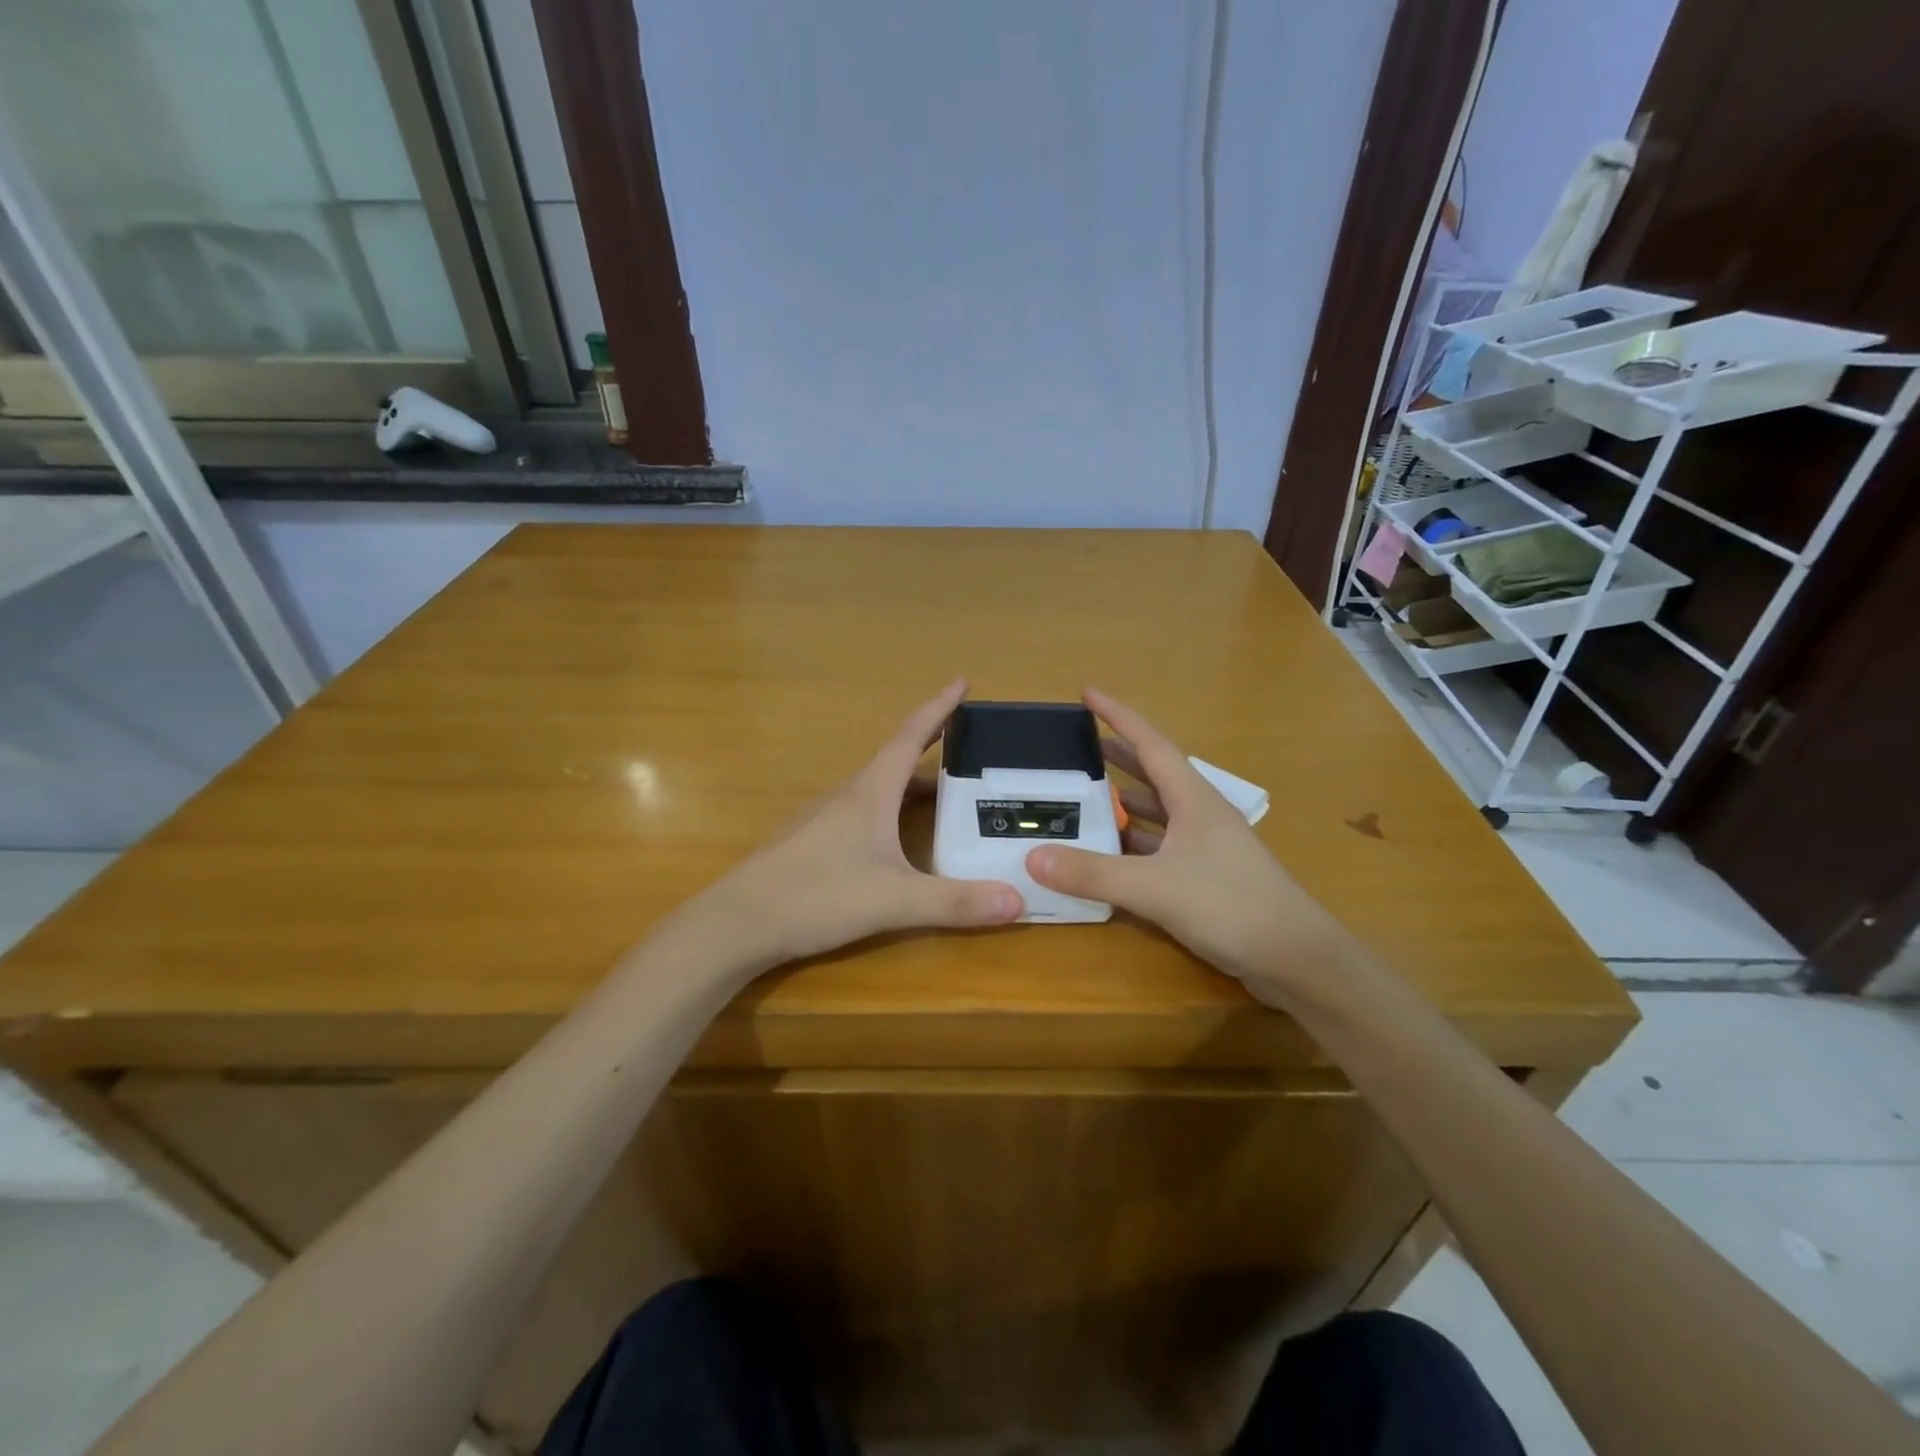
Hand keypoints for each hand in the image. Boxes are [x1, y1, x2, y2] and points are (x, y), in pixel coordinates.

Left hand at [692, 679, 1023, 969]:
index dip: (938, 708)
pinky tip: (895, 841)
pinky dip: (890, 812)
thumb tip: (1018, 901)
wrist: (737, 922)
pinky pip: (862, 813)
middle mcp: (847, 796)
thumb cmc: (816, 896)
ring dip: (911, 786)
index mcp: (870, 793)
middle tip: (970, 756)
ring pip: (878, 790)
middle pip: (897, 763)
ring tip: (944, 801)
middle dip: (934, 753)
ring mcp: (824, 818)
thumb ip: (955, 902)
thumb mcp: (893, 901)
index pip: (910, 737)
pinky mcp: (811, 842)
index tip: (962, 682)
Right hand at [1024, 689, 1351, 1002]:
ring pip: (1156, 812)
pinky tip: (1108, 852)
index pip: (1150, 743)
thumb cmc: (1232, 906)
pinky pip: (1159, 846)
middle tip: (1076, 747)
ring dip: (1123, 801)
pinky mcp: (1206, 876)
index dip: (1118, 716)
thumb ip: (1093, 874)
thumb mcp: (1155, 888)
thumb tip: (1032, 858)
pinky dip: (1132, 843)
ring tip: (1083, 795)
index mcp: (1193, 799)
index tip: (1086, 694)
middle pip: (1152, 773)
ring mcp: (1206, 846)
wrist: (1298, 959)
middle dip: (1116, 756)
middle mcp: (1200, 814)